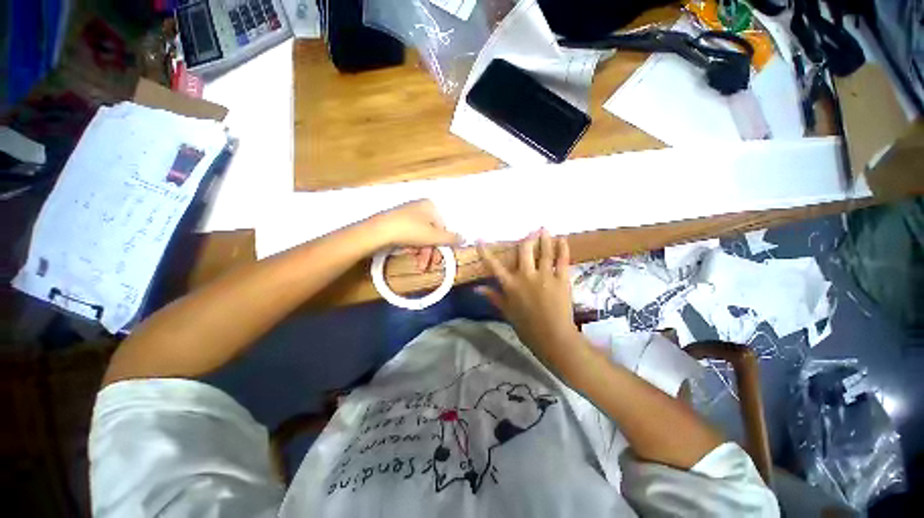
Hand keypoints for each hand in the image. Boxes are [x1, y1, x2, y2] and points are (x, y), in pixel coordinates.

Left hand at [366, 200, 462, 269]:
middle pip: (431, 233)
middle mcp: (420, 207)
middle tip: (427, 265)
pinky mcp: (396, 221)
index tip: (439, 259)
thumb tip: (464, 238)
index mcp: (431, 206)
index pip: (443, 227)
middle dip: (430, 251)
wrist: (378, 231)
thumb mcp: (434, 236)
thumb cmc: (410, 231)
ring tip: (418, 264)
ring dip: (421, 252)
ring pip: (421, 236)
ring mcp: (407, 213)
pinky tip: (409, 254)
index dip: (442, 245)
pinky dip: (412, 246)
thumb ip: (451, 238)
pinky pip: (410, 235)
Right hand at [477, 230, 586, 371]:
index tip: (480, 239)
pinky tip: (562, 240)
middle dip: (526, 239)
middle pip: (524, 251)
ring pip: (544, 252)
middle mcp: (526, 276)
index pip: (494, 265)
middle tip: (530, 231)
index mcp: (510, 285)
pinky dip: (562, 248)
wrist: (553, 337)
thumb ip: (493, 297)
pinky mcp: (561, 279)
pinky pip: (562, 260)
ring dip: (544, 239)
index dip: (486, 252)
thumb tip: (477, 288)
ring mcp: (545, 276)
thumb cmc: (527, 327)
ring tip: (545, 229)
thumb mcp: (507, 312)